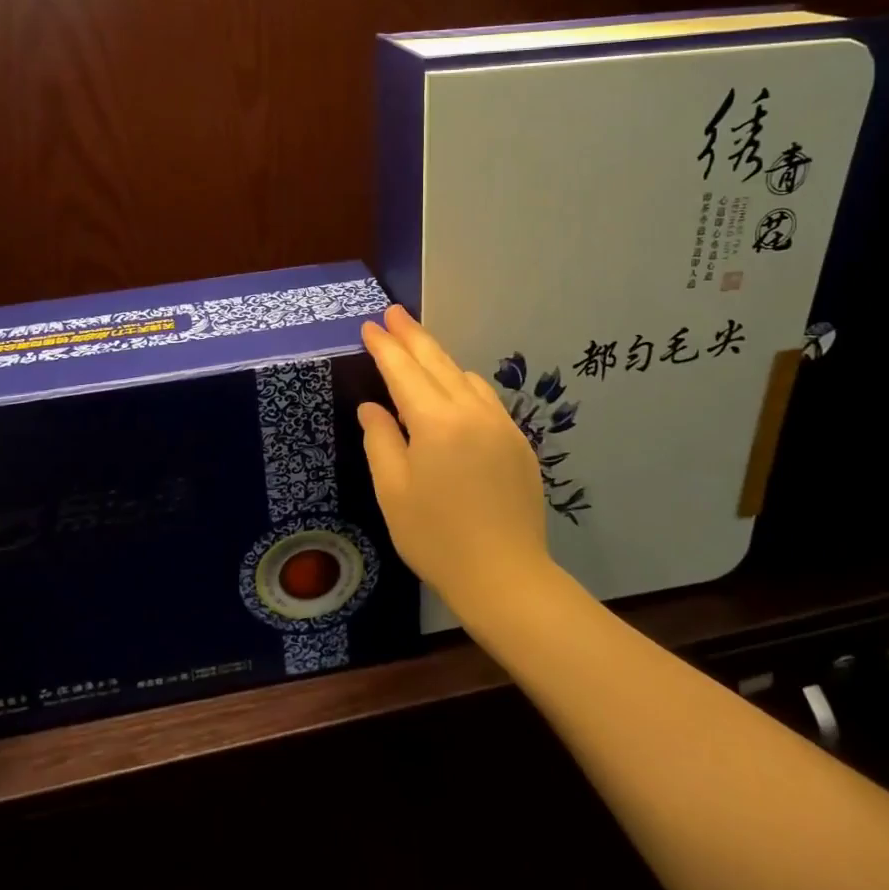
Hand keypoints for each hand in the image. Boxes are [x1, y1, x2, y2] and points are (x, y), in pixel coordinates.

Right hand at [357, 306, 550, 616]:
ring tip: (418, 351)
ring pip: (465, 376)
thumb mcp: (393, 491)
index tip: (370, 325)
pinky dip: (463, 384)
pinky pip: (486, 399)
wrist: (505, 576)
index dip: (385, 346)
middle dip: (412, 336)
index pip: (403, 371)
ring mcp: (501, 425)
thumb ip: (380, 440)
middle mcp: (471, 411)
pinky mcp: (518, 443)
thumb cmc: (436, 537)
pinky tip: (454, 391)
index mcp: (436, 421)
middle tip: (394, 313)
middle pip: (437, 362)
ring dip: (439, 359)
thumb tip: (373, 408)